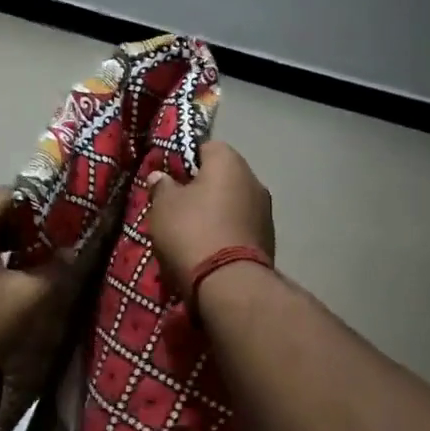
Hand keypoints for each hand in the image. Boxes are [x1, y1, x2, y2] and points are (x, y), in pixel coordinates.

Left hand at [0, 188, 59, 406]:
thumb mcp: (27, 298)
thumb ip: (55, 270)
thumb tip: (73, 253)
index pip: (6, 194)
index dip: (39, 205)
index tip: (63, 224)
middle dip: (23, 228)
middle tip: (51, 246)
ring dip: (3, 248)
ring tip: (30, 268)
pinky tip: (0, 288)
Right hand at [145, 142, 275, 298]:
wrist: (229, 283)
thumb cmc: (191, 232)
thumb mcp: (163, 206)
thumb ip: (161, 186)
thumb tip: (160, 176)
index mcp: (229, 162)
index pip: (205, 147)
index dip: (184, 161)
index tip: (169, 179)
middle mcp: (253, 179)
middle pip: (221, 176)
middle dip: (201, 188)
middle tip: (177, 206)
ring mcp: (266, 211)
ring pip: (232, 202)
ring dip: (215, 212)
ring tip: (192, 232)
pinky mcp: (269, 239)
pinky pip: (240, 226)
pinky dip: (226, 232)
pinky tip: (209, 249)